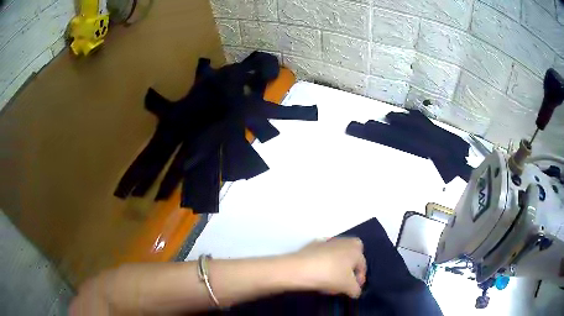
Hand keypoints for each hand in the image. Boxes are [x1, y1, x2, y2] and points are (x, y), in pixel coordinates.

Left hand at [289, 238, 366, 297]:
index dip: (359, 280)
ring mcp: (327, 242)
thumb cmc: (331, 275)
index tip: (353, 290)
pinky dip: (323, 265)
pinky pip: (323, 257)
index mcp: (356, 248)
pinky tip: (317, 276)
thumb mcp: (348, 287)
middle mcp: (344, 241)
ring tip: (329, 284)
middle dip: (348, 271)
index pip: (362, 266)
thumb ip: (356, 289)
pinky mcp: (312, 245)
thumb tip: (355, 291)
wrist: (300, 268)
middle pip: (350, 259)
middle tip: (343, 284)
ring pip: (336, 258)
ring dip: (336, 269)